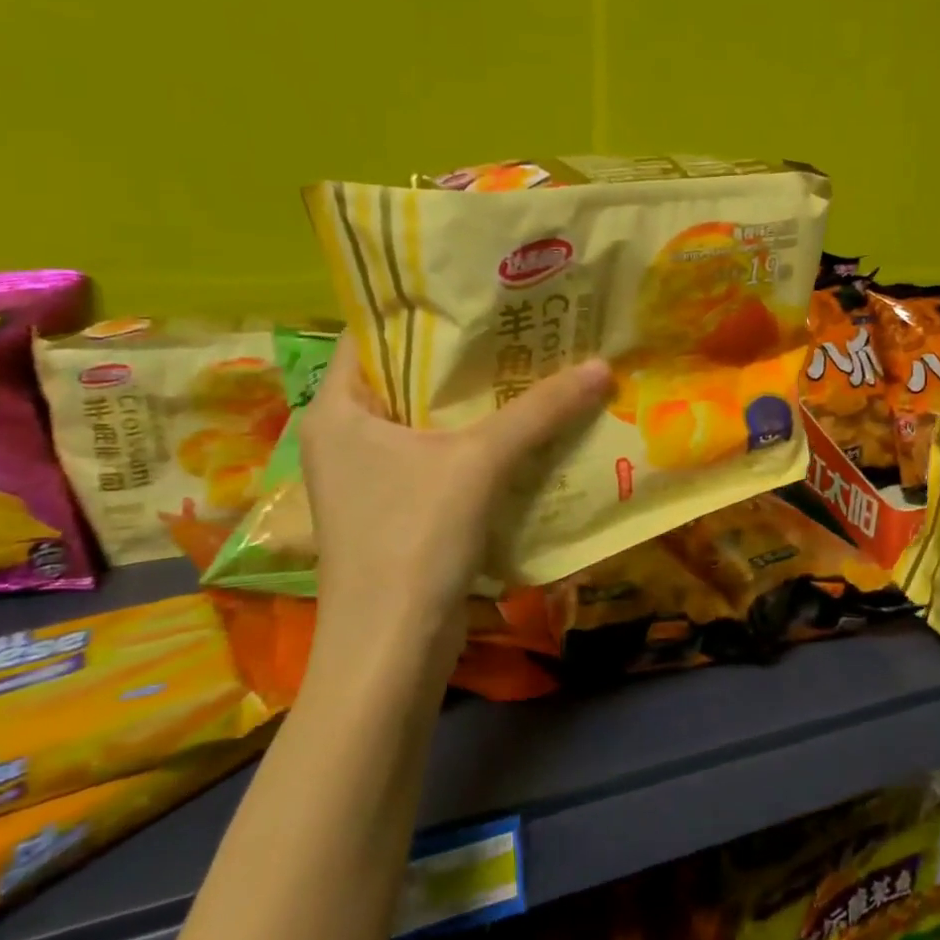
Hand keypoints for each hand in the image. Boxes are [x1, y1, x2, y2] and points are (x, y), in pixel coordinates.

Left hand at [298, 336, 611, 669]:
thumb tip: (602, 365)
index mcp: (337, 408)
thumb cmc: (413, 539)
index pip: (373, 333)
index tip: (482, 290)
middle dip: (466, 355)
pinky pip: (440, 456)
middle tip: (525, 325)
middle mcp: (345, 435)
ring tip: (536, 365)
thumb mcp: (479, 463)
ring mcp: (369, 476)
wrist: (390, 650)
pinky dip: (478, 441)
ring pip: (429, 419)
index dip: (425, 307)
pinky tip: (528, 429)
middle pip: (408, 375)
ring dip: (478, 401)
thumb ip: (539, 411)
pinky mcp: (397, 508)